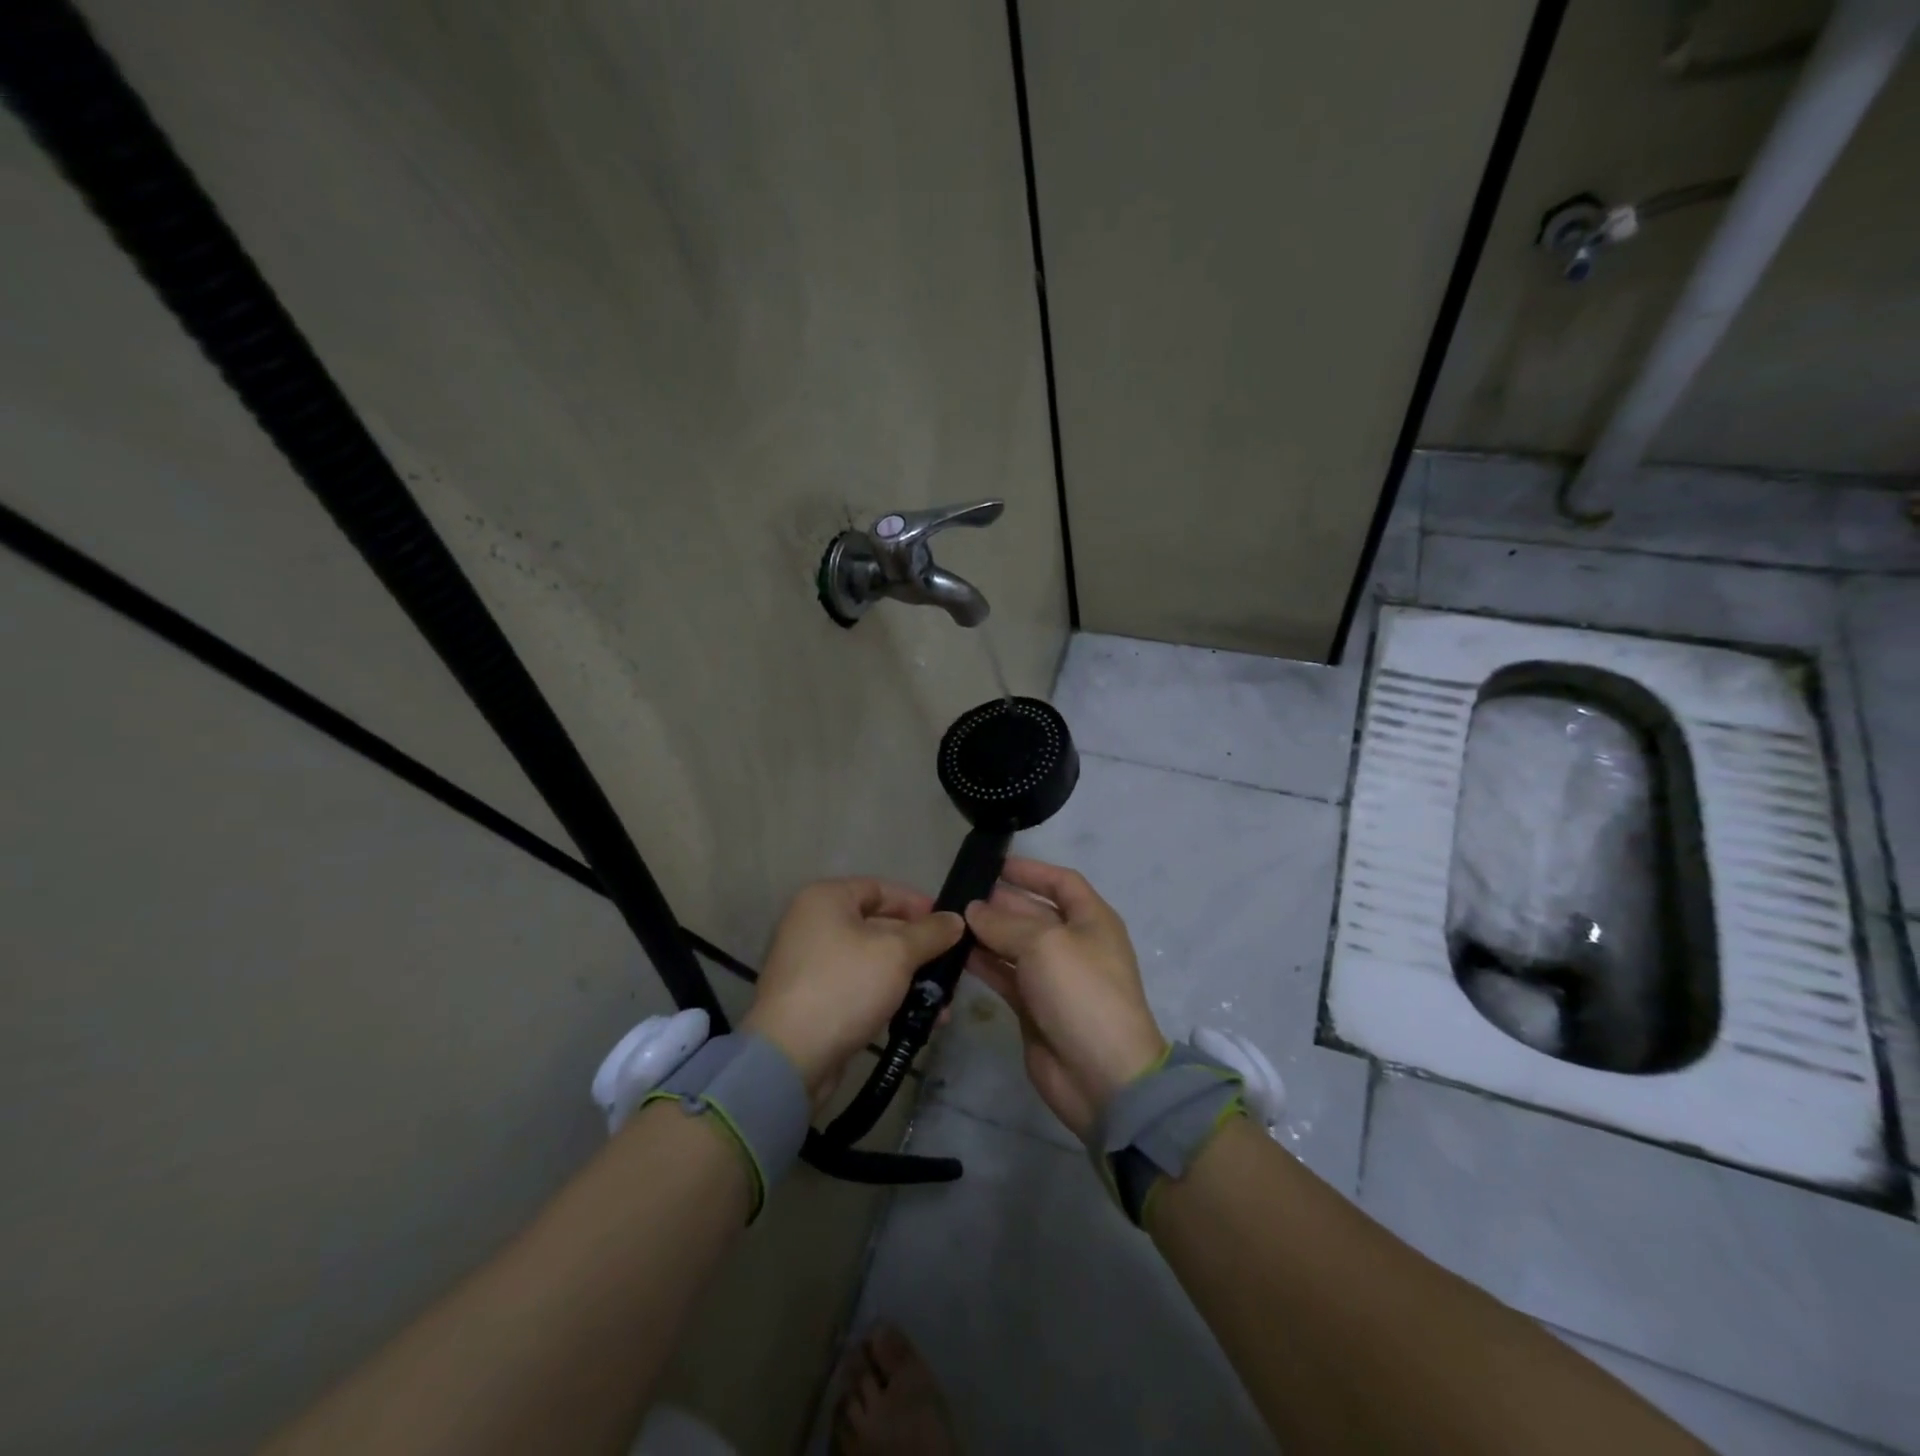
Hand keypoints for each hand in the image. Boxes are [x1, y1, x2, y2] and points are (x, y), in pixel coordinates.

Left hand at [745, 879, 962, 1111]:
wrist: (791, 1057)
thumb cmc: (845, 986)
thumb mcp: (897, 953)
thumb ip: (931, 933)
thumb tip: (956, 920)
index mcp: (826, 899)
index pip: (880, 888)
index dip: (917, 904)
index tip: (948, 924)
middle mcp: (813, 924)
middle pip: (878, 926)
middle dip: (918, 948)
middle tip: (951, 966)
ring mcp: (810, 964)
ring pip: (872, 961)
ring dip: (909, 979)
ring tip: (942, 1003)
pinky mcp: (813, 1000)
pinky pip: (859, 988)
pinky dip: (888, 998)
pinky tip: (919, 1019)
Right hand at [964, 857, 1165, 1138]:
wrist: (1102, 1076)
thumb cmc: (1081, 992)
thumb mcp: (1044, 944)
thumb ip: (1005, 923)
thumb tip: (973, 910)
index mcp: (1091, 920)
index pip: (1061, 882)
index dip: (1030, 870)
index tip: (993, 864)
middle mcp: (1073, 943)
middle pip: (1033, 912)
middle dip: (999, 902)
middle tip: (957, 894)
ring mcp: (1053, 977)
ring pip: (1014, 945)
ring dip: (986, 933)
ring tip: (948, 922)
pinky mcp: (1034, 1007)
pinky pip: (1005, 975)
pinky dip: (983, 964)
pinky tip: (955, 954)